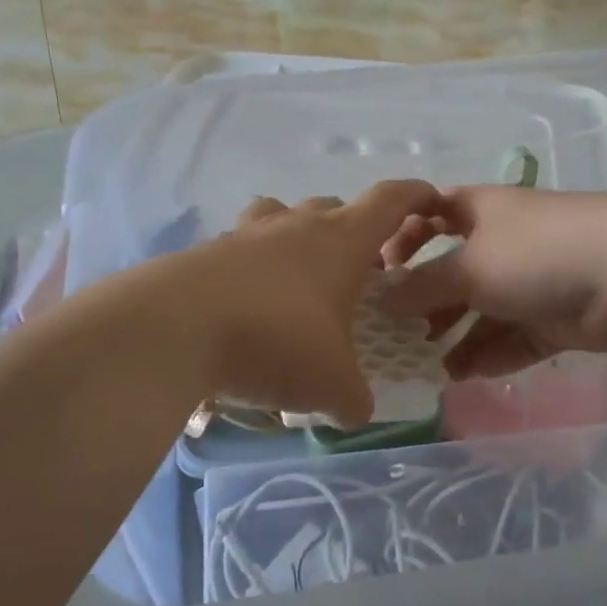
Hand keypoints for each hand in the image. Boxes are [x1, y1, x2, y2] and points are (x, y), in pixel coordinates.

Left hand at [187, 180, 442, 428]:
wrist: (176, 330)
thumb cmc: (276, 342)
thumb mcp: (330, 386)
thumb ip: (353, 399)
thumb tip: (356, 410)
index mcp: (340, 242)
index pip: (389, 201)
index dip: (414, 196)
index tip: (430, 200)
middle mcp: (294, 226)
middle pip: (332, 208)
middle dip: (351, 233)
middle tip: (356, 273)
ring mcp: (245, 234)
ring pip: (280, 215)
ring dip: (296, 237)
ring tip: (296, 279)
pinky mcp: (204, 252)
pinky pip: (238, 248)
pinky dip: (250, 267)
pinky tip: (245, 306)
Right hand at [380, 187, 606, 378]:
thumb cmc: (532, 252)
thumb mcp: (466, 267)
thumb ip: (422, 287)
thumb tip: (384, 299)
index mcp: (480, 213)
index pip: (433, 214)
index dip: (406, 235)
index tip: (383, 267)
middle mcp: (504, 244)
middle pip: (457, 272)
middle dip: (430, 302)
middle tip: (402, 333)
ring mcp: (531, 283)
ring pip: (485, 312)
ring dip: (458, 338)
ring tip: (431, 366)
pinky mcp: (555, 319)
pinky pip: (514, 339)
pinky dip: (491, 355)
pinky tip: (465, 376)